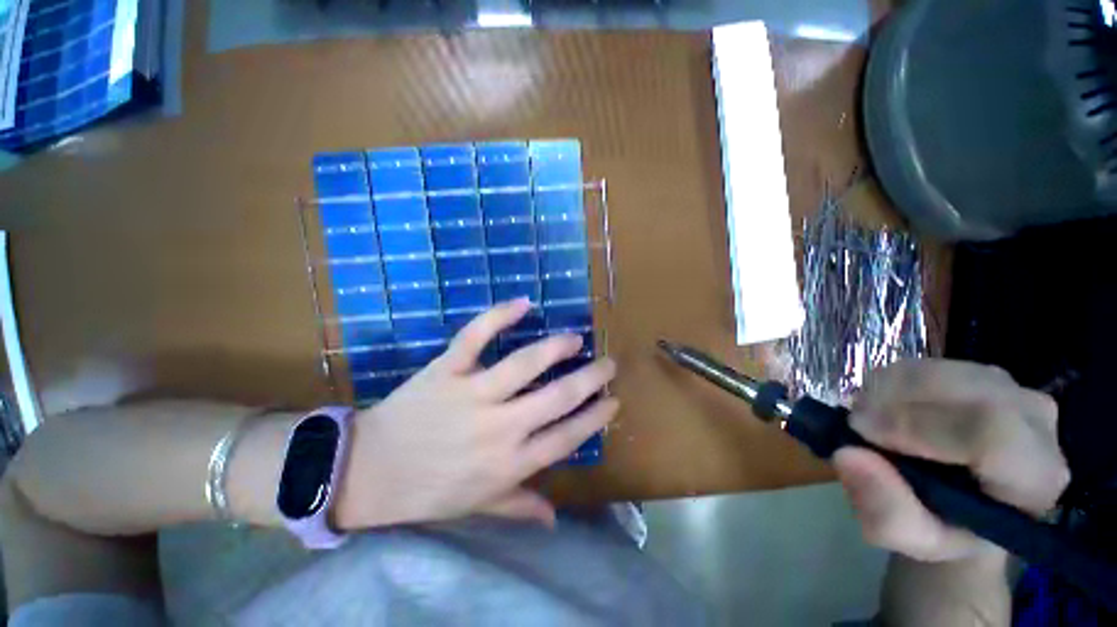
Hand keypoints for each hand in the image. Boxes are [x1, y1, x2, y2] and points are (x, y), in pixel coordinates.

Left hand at [333, 298, 617, 529]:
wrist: (366, 473)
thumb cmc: (427, 491)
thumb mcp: (476, 506)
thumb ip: (518, 507)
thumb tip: (554, 519)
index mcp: (509, 463)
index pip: (566, 437)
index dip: (594, 417)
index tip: (613, 401)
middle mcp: (499, 427)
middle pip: (557, 397)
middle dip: (590, 379)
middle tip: (608, 364)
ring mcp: (472, 394)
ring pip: (524, 364)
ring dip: (556, 348)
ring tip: (575, 339)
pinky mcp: (446, 370)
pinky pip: (475, 337)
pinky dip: (498, 317)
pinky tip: (523, 304)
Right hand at [834, 359, 1068, 561]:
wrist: (966, 503)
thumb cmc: (946, 528)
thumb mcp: (914, 539)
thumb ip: (886, 513)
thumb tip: (846, 454)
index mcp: (1035, 477)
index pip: (991, 433)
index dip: (918, 426)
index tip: (860, 430)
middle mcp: (1035, 421)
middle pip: (963, 390)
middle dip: (894, 402)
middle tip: (855, 425)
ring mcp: (1010, 388)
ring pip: (938, 370)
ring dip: (887, 390)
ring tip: (868, 420)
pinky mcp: (978, 371)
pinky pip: (924, 363)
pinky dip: (888, 381)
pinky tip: (882, 407)